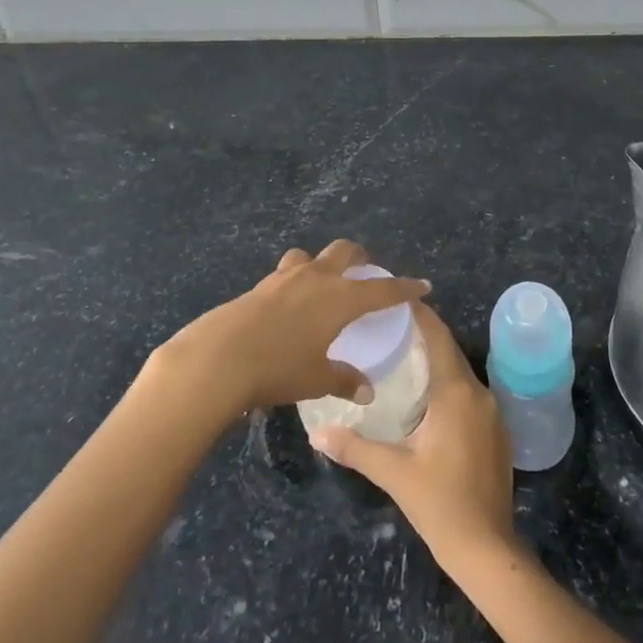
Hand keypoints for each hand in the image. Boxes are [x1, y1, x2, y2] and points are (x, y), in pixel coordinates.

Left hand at [154, 240, 428, 417]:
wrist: (219, 358)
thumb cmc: (278, 368)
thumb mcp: (316, 379)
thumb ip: (344, 380)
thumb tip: (367, 390)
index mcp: (340, 297)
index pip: (382, 288)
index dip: (404, 287)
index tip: (423, 285)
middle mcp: (316, 278)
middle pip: (345, 252)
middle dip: (361, 258)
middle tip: (367, 272)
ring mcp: (284, 278)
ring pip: (310, 256)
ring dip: (322, 263)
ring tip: (323, 283)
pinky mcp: (259, 286)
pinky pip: (286, 274)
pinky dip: (296, 281)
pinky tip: (291, 306)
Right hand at [309, 303, 516, 565]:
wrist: (487, 548)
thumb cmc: (440, 504)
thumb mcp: (393, 473)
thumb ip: (355, 448)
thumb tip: (318, 433)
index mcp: (456, 393)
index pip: (439, 338)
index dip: (421, 315)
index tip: (398, 298)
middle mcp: (479, 394)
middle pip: (450, 352)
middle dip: (425, 336)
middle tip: (391, 326)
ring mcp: (492, 414)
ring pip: (461, 374)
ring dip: (436, 362)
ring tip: (404, 356)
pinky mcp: (496, 433)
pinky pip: (469, 394)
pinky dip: (448, 385)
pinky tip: (427, 398)